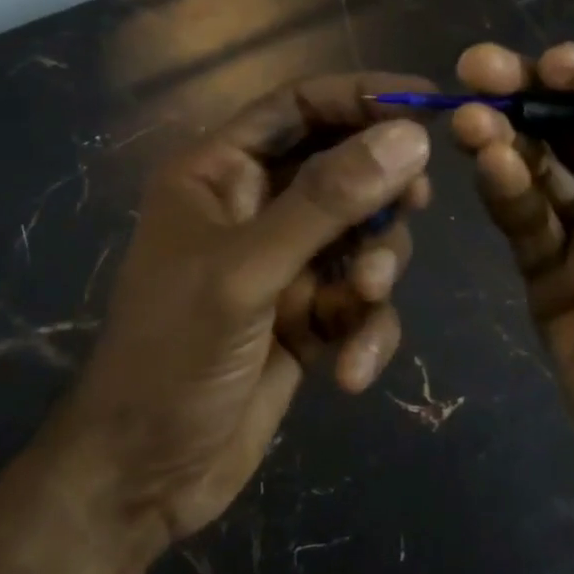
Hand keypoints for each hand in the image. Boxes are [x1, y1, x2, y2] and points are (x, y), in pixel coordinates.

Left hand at [58, 74, 434, 548]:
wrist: (144, 476)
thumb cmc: (174, 355)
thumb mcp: (246, 271)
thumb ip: (326, 202)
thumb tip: (409, 136)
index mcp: (219, 173)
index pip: (298, 106)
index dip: (361, 96)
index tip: (429, 103)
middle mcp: (255, 207)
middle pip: (342, 168)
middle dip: (379, 192)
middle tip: (413, 204)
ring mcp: (283, 264)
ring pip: (361, 236)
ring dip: (373, 269)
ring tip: (358, 302)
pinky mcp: (306, 317)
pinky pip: (358, 301)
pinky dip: (365, 329)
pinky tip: (348, 370)